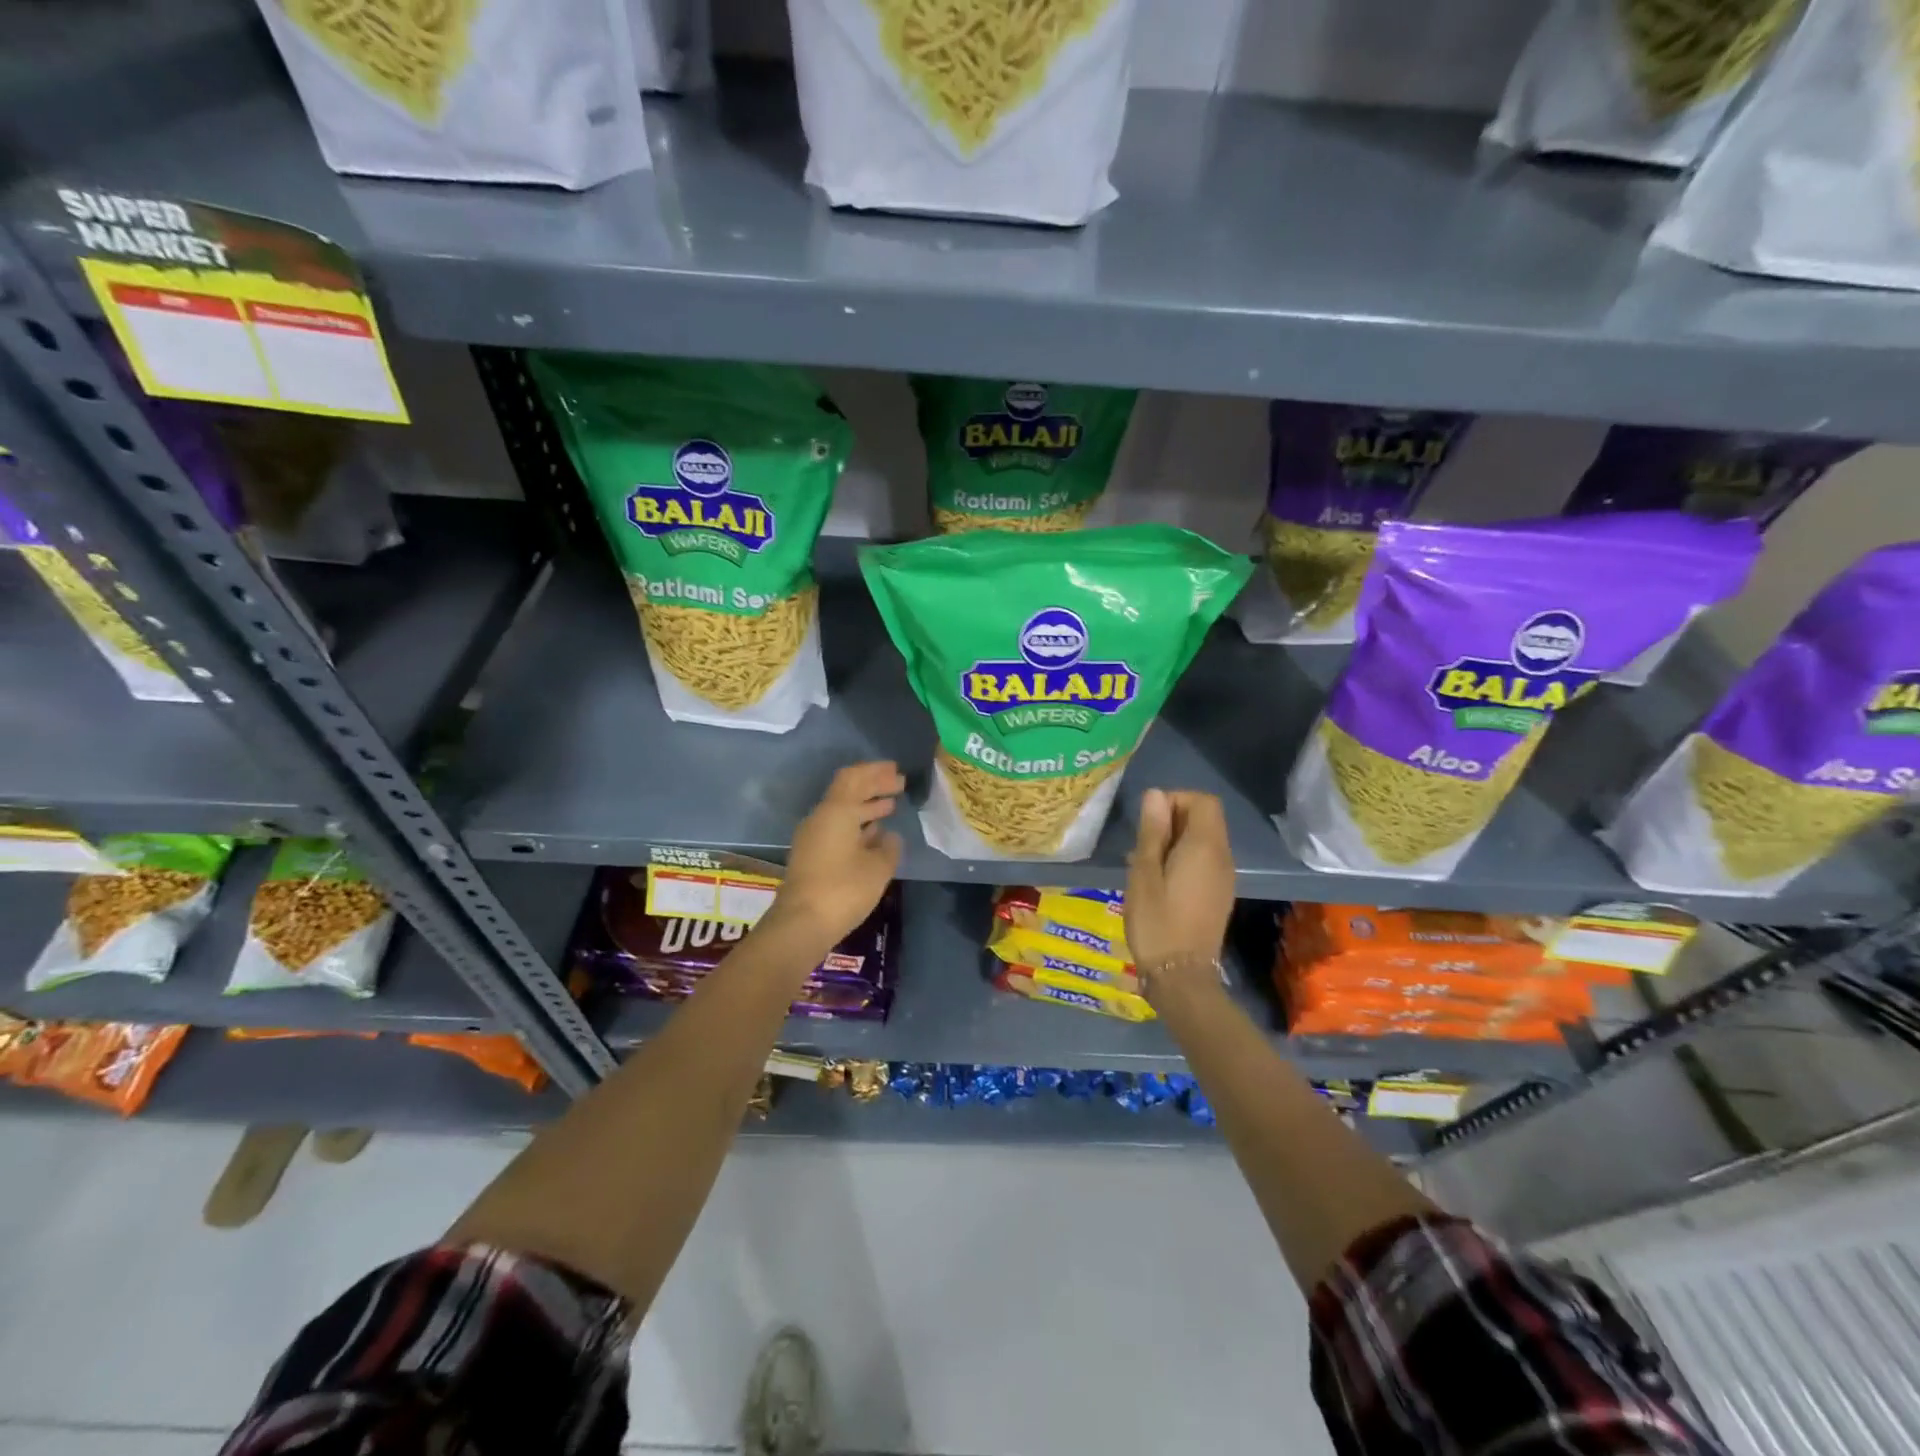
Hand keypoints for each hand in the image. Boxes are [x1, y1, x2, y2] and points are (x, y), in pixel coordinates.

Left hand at [767, 761, 903, 950]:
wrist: (801, 923)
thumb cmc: (843, 889)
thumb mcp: (878, 868)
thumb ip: (889, 847)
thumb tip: (890, 836)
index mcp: (837, 811)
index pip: (855, 778)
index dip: (876, 771)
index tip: (896, 770)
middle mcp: (821, 818)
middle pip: (848, 791)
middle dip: (873, 786)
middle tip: (898, 784)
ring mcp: (813, 837)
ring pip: (842, 810)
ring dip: (866, 805)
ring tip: (890, 806)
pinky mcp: (811, 855)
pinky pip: (837, 828)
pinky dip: (857, 824)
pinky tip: (874, 833)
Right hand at [1125, 789, 1234, 984]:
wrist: (1181, 977)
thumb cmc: (1156, 922)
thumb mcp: (1144, 873)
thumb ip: (1152, 832)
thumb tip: (1155, 795)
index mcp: (1205, 847)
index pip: (1203, 801)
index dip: (1176, 799)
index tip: (1149, 820)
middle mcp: (1222, 857)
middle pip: (1206, 818)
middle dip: (1174, 819)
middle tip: (1142, 843)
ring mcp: (1224, 878)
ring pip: (1205, 840)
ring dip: (1176, 840)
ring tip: (1145, 862)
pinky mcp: (1219, 895)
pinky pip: (1205, 861)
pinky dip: (1184, 858)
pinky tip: (1159, 881)